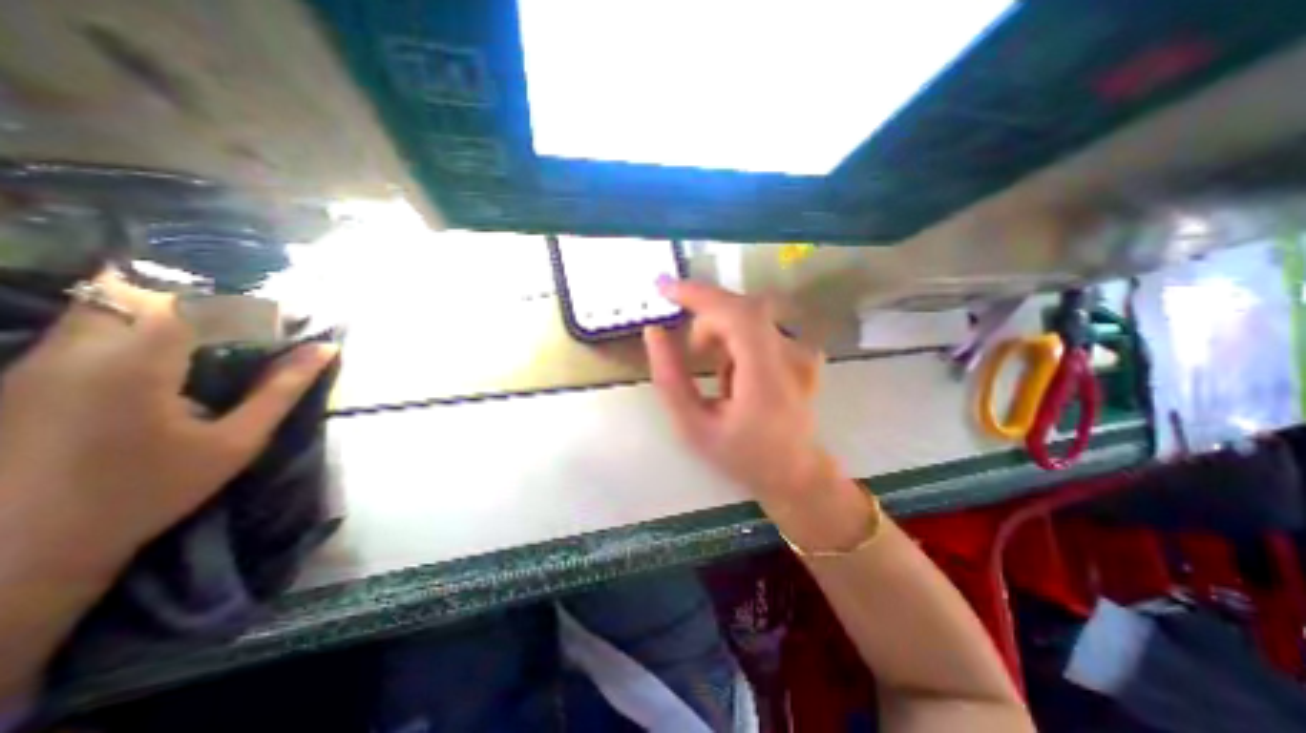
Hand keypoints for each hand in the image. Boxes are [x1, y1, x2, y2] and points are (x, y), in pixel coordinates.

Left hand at [1, 271, 331, 574]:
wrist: (21, 550)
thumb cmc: (149, 492)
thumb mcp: (236, 441)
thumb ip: (282, 389)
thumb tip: (326, 349)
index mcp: (134, 365)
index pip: (197, 302)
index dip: (247, 304)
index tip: (285, 321)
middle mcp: (76, 350)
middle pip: (138, 289)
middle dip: (200, 298)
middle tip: (245, 324)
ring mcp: (38, 359)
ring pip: (104, 301)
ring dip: (165, 307)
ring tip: (213, 336)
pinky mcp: (24, 373)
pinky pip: (86, 325)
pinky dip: (134, 324)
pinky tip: (167, 355)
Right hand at [641, 282, 823, 508]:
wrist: (794, 473)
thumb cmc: (742, 456)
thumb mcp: (693, 427)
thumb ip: (669, 379)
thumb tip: (654, 333)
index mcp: (766, 378)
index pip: (737, 314)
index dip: (699, 295)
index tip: (664, 289)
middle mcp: (791, 356)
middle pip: (742, 309)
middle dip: (706, 321)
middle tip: (690, 352)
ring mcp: (801, 352)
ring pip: (748, 318)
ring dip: (722, 337)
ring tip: (720, 378)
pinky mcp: (802, 351)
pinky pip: (759, 328)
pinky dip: (737, 341)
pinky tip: (740, 375)